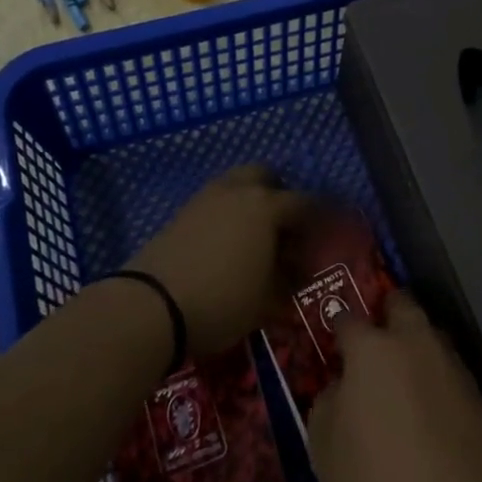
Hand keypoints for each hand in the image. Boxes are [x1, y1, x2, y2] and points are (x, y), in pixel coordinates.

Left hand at [129, 165, 314, 355]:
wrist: (151, 304)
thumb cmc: (222, 300)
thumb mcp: (266, 299)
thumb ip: (288, 279)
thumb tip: (299, 271)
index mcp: (266, 206)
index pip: (305, 203)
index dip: (321, 219)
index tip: (329, 235)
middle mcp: (237, 191)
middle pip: (266, 176)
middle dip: (280, 195)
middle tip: (287, 229)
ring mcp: (205, 198)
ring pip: (236, 185)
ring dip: (251, 202)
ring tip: (256, 239)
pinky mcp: (182, 213)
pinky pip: (215, 202)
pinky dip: (228, 213)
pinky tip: (228, 244)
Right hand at [308, 292, 481, 481]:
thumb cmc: (381, 477)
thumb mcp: (326, 450)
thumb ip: (326, 406)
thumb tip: (339, 390)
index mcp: (372, 348)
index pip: (348, 318)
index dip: (338, 326)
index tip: (335, 342)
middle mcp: (414, 343)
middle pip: (401, 304)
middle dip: (387, 311)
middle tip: (376, 338)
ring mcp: (453, 365)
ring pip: (431, 337)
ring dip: (417, 347)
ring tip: (405, 380)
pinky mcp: (481, 395)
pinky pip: (451, 375)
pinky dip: (439, 385)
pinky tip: (432, 416)